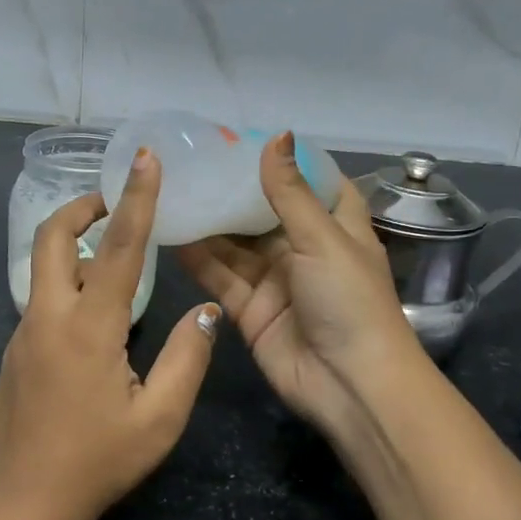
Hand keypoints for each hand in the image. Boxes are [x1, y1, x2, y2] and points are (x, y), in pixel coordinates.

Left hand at [0, 149, 220, 519]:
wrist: (21, 502)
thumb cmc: (96, 463)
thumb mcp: (159, 419)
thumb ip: (187, 359)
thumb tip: (207, 311)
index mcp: (88, 327)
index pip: (119, 247)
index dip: (136, 198)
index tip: (144, 158)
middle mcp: (48, 316)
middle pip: (52, 237)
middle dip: (81, 207)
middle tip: (113, 203)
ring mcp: (24, 331)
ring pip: (43, 266)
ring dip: (73, 244)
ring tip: (113, 255)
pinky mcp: (14, 349)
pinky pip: (41, 298)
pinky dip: (67, 282)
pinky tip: (95, 315)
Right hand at [176, 133, 417, 442]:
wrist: (350, 386)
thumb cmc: (349, 301)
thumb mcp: (322, 238)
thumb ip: (289, 191)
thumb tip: (277, 134)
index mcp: (334, 227)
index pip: (312, 183)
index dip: (285, 162)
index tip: (246, 139)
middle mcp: (303, 249)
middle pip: (262, 212)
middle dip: (232, 191)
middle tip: (192, 161)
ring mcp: (274, 280)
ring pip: (235, 244)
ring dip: (208, 222)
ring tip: (172, 190)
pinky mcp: (250, 309)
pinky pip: (220, 275)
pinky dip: (197, 258)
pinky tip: (170, 232)